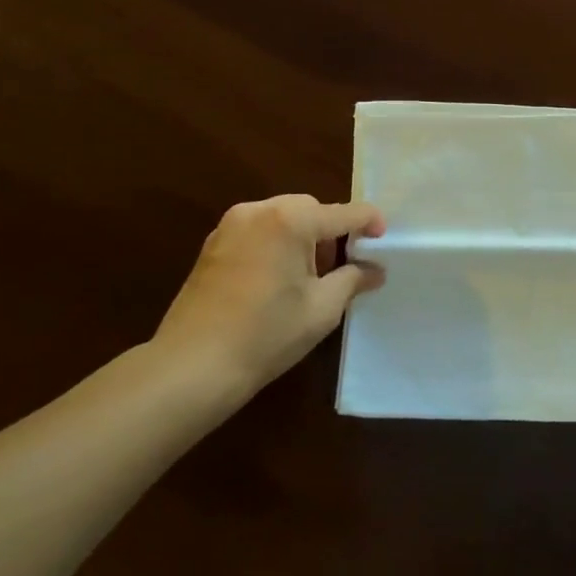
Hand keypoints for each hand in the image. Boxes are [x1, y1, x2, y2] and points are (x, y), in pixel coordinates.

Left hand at [151, 195, 385, 411]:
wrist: (192, 366)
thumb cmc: (266, 334)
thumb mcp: (322, 308)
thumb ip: (353, 280)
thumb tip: (375, 271)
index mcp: (290, 220)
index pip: (345, 213)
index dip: (371, 223)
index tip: (384, 241)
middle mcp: (259, 211)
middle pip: (311, 209)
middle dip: (331, 232)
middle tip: (342, 267)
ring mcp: (230, 226)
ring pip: (282, 218)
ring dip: (303, 237)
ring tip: (309, 277)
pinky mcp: (213, 245)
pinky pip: (258, 231)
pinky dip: (277, 244)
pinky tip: (278, 280)